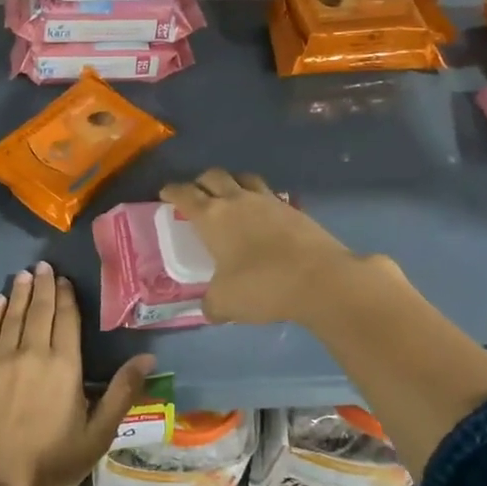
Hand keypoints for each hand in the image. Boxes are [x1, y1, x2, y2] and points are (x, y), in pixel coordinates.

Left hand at [0, 261, 154, 485]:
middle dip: (43, 286)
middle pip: (39, 311)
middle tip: (43, 265)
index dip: (65, 297)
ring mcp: (0, 360)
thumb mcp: (98, 433)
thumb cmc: (53, 462)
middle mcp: (32, 352)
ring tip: (24, 275)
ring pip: (12, 316)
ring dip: (19, 293)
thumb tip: (148, 357)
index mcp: (64, 366)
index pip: (67, 320)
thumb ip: (122, 392)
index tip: (63, 279)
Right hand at [159, 168, 366, 325]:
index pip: (184, 194)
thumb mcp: (226, 302)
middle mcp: (238, 200)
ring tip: (231, 197)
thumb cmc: (262, 286)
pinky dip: (262, 201)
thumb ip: (212, 304)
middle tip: (198, 195)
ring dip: (233, 183)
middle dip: (201, 182)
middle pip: (214, 176)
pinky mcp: (295, 210)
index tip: (166, 193)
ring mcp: (270, 202)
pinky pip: (271, 196)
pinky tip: (264, 217)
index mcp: (212, 217)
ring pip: (244, 178)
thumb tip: (210, 309)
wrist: (321, 280)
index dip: (172, 191)